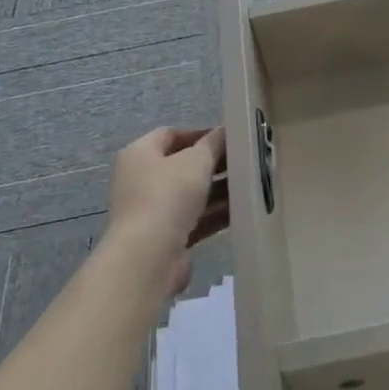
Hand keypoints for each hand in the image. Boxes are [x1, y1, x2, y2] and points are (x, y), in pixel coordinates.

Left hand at [107, 126, 227, 296]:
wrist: (148, 257)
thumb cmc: (168, 196)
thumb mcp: (196, 161)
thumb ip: (213, 143)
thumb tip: (224, 132)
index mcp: (139, 154)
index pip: (171, 135)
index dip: (200, 134)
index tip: (229, 139)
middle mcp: (140, 180)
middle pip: (182, 165)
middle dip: (213, 164)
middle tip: (243, 163)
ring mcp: (151, 211)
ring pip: (190, 195)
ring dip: (217, 191)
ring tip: (249, 186)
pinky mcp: (163, 238)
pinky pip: (193, 219)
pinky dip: (214, 214)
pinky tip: (241, 211)